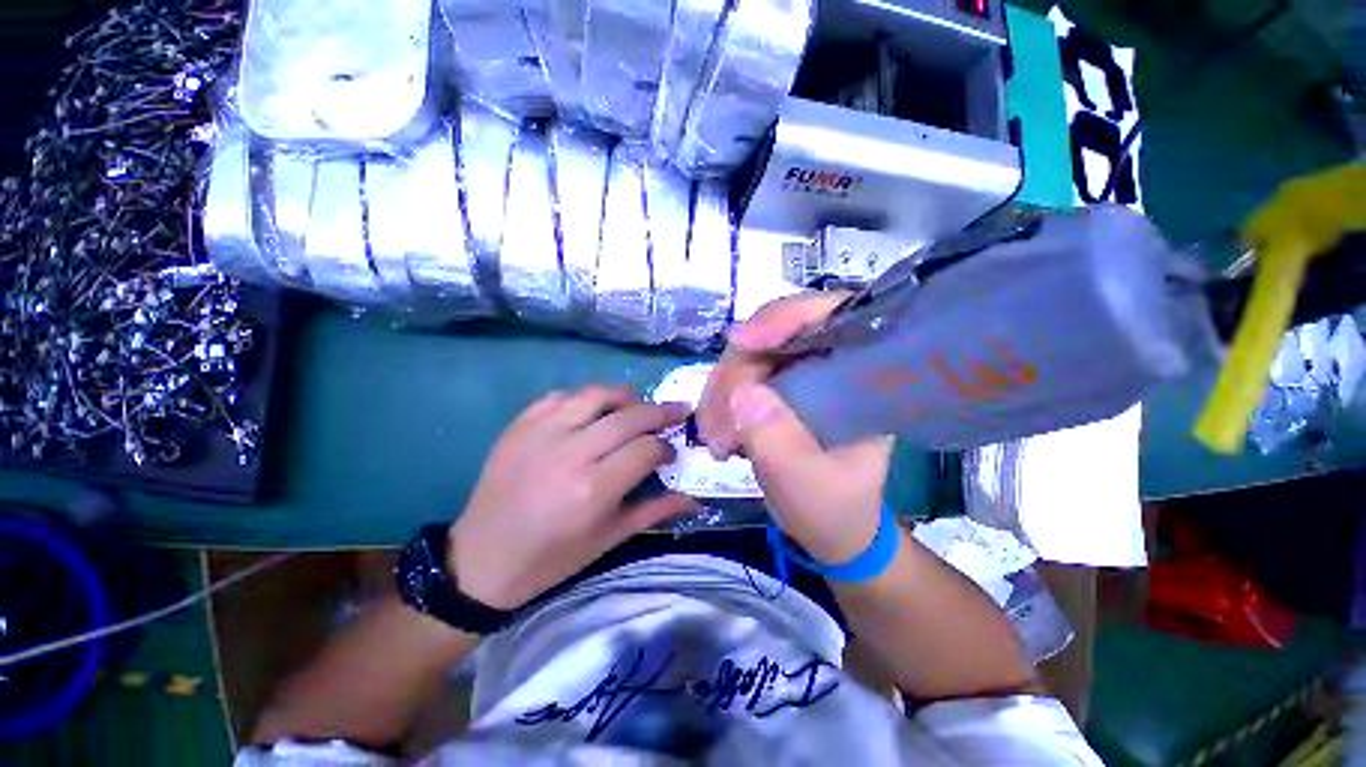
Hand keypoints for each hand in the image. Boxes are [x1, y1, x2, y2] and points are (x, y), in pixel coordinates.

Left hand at [448, 385, 695, 609]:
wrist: (481, 560)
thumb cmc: (550, 559)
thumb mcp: (608, 540)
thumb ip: (654, 511)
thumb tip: (695, 501)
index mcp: (593, 489)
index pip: (646, 449)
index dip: (665, 448)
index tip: (670, 453)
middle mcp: (570, 453)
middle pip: (629, 416)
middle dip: (660, 412)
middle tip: (676, 412)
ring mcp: (541, 434)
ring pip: (596, 394)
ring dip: (624, 395)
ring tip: (637, 405)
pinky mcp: (519, 425)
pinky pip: (560, 395)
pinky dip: (584, 397)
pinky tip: (592, 410)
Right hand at [697, 293, 893, 563]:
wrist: (828, 527)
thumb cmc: (835, 508)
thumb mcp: (811, 485)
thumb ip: (780, 442)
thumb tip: (742, 393)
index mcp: (862, 375)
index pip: (832, 314)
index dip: (787, 317)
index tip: (741, 343)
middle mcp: (829, 362)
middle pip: (773, 334)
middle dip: (736, 374)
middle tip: (719, 428)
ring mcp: (797, 373)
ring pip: (746, 356)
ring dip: (720, 393)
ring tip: (716, 442)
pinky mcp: (773, 387)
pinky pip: (734, 378)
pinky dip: (718, 402)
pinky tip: (715, 435)